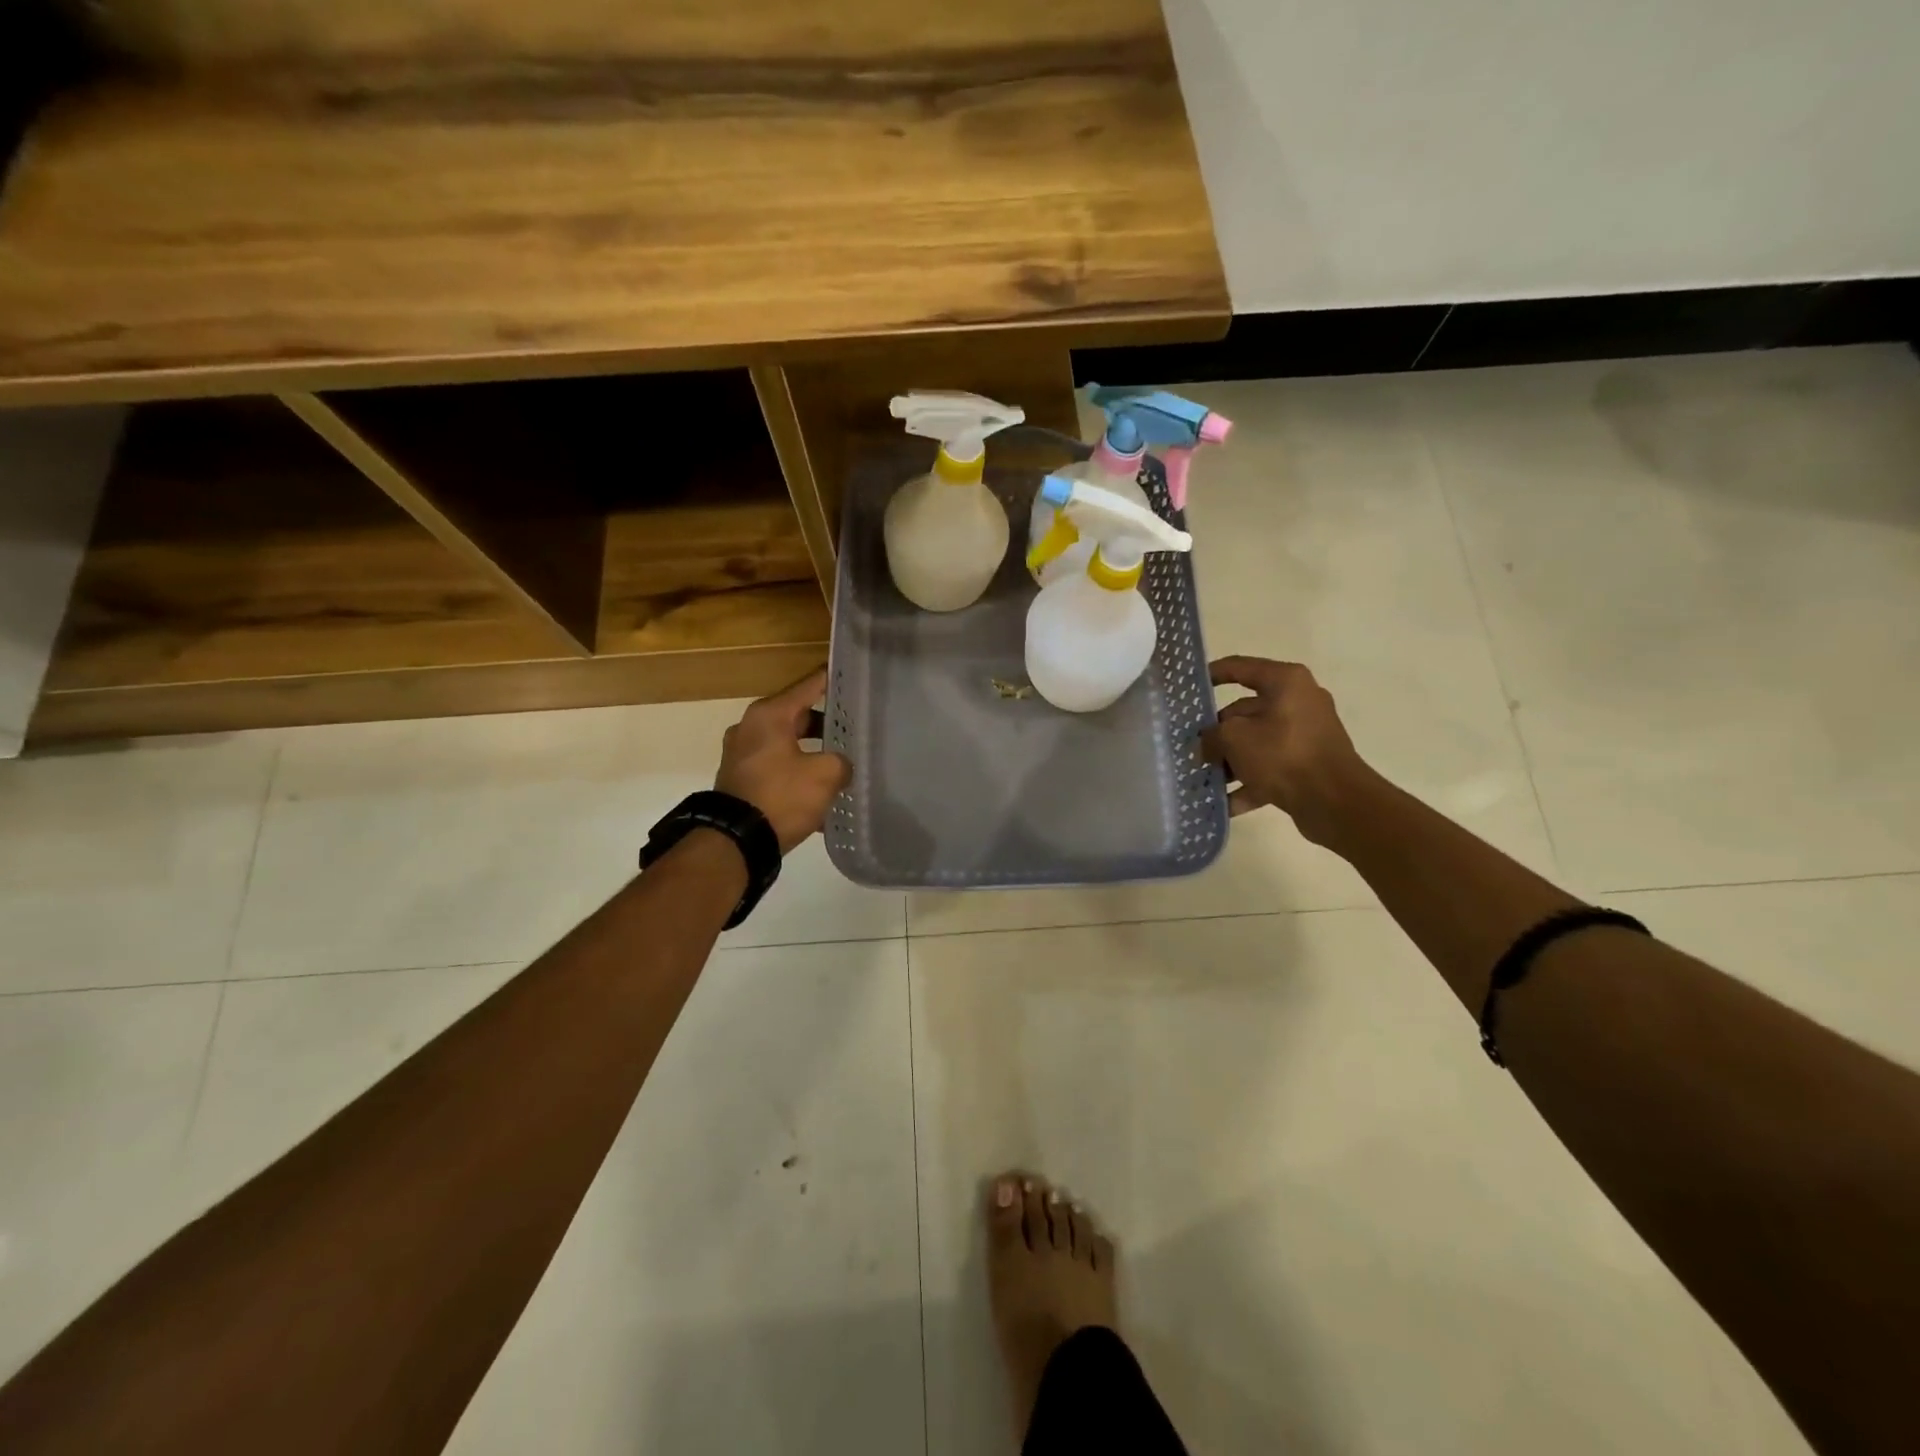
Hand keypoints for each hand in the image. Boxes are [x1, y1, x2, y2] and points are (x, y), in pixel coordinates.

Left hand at [715, 667, 851, 853]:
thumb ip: (841, 762)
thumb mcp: (825, 775)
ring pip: (787, 744)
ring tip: (841, 764)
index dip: (831, 680)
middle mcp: (750, 727)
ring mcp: (741, 754)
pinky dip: (796, 774)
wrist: (735, 841)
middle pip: (797, 716)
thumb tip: (839, 765)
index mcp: (769, 715)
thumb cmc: (781, 796)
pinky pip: (776, 768)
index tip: (850, 674)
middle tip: (854, 728)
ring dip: (812, 753)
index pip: (809, 686)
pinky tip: (820, 793)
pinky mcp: (740, 780)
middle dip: (826, 724)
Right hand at [1200, 656, 1370, 845]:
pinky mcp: (1307, 764)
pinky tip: (1222, 803)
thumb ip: (1211, 735)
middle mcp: (1298, 702)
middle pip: (1244, 711)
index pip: (1240, 668)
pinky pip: (1269, 768)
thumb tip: (1206, 744)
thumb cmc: (1283, 754)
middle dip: (1216, 732)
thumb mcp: (1234, 738)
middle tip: (1189, 747)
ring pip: (1255, 742)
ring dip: (1229, 761)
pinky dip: (1248, 782)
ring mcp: (1304, 735)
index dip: (1211, 675)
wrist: (1335, 801)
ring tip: (1201, 778)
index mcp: (1285, 682)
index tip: (1187, 687)